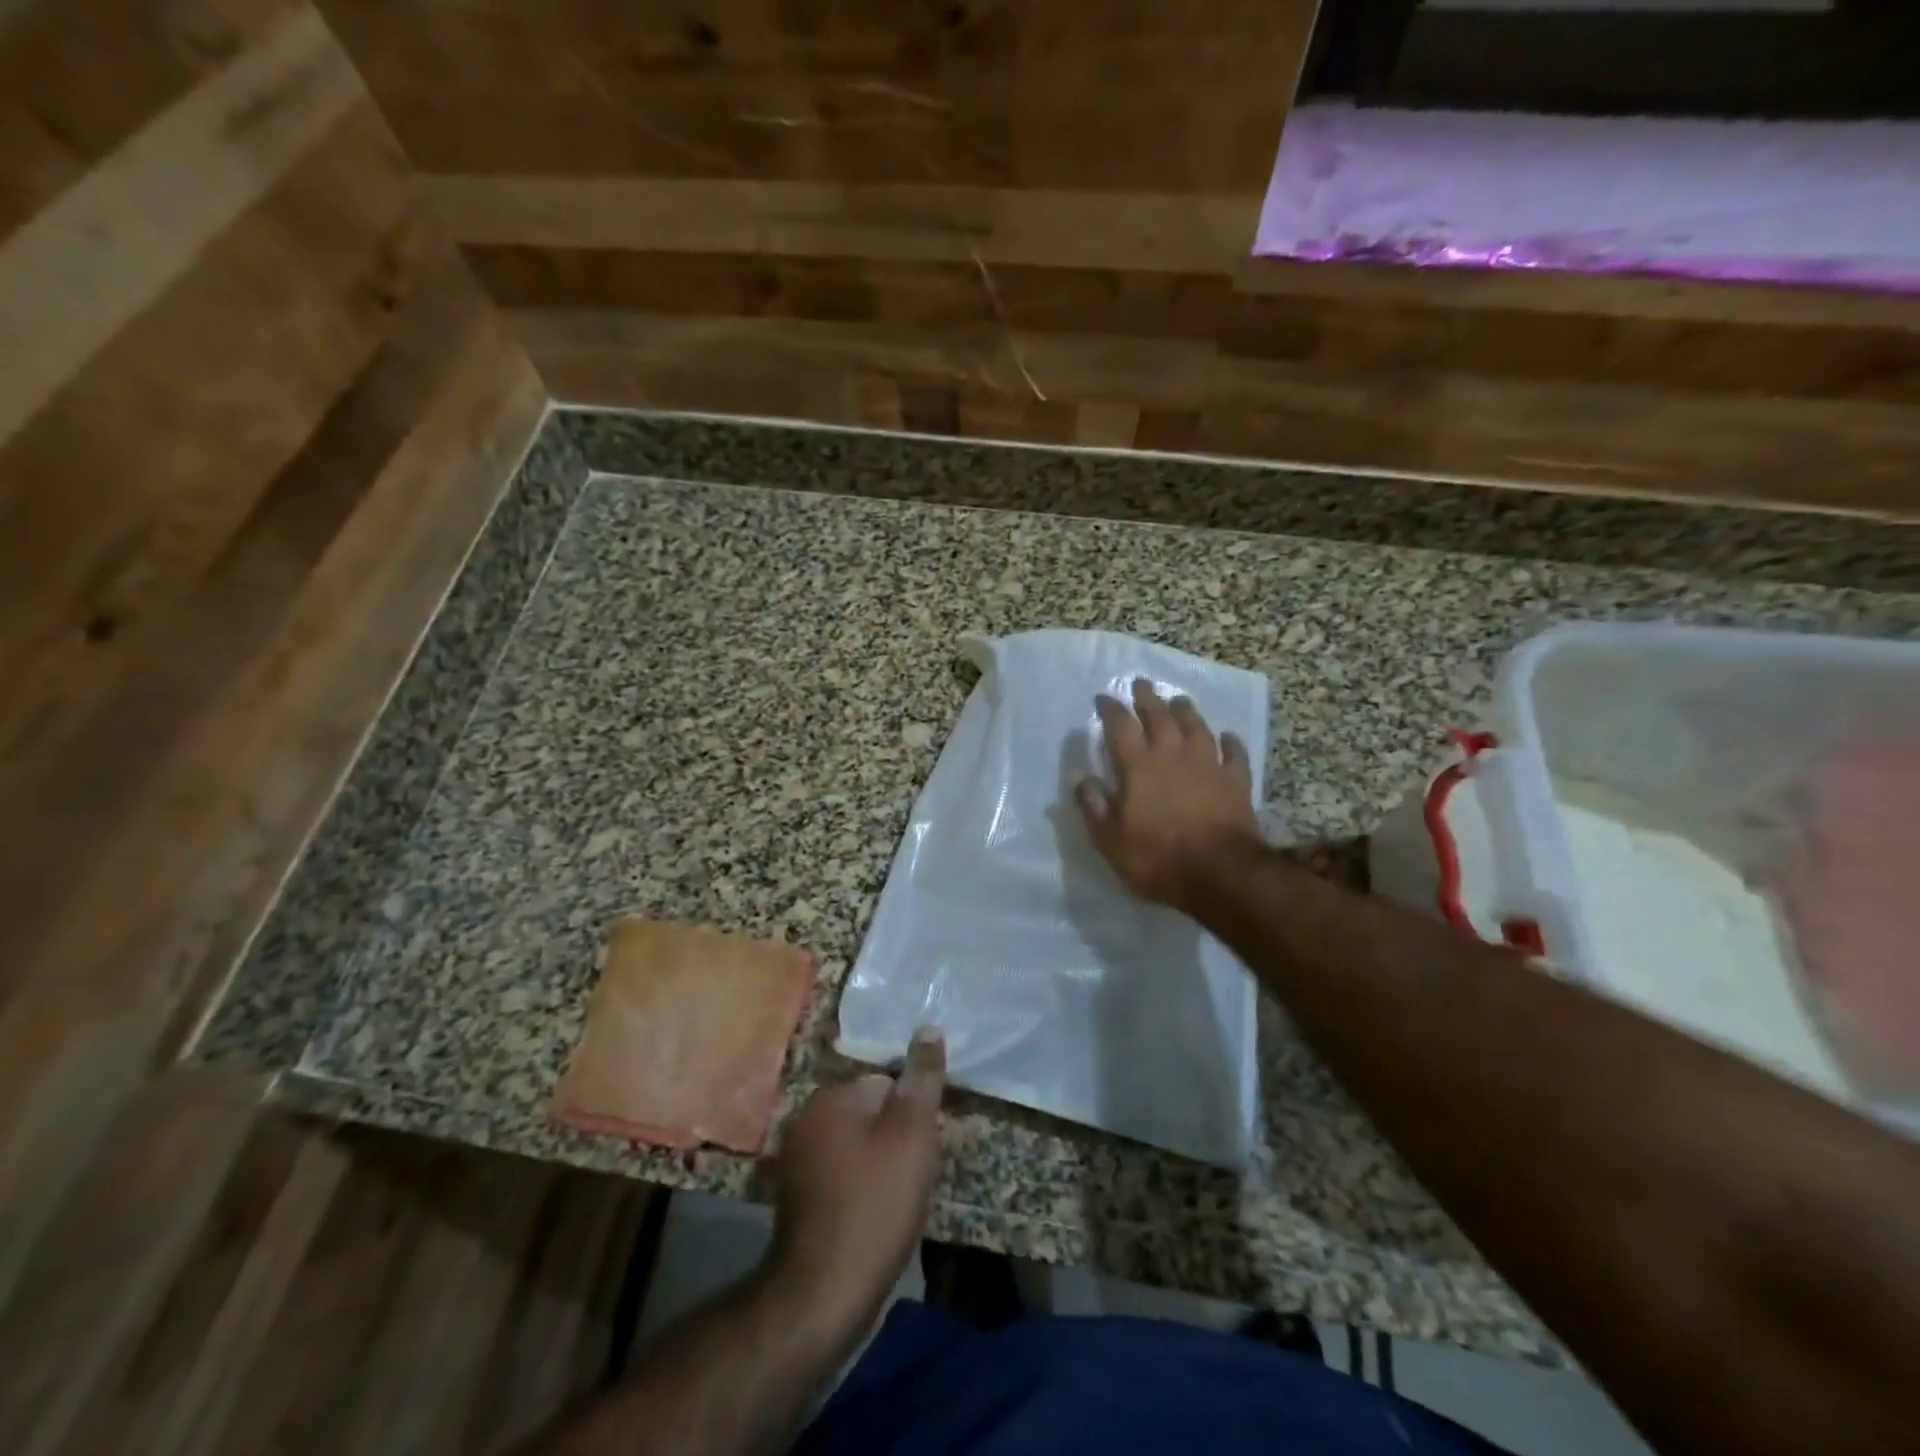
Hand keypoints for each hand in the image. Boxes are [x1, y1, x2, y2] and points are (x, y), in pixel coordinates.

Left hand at [768, 1027, 945, 1327]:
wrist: (824, 1293)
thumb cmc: (875, 1203)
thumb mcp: (911, 1134)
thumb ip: (922, 1078)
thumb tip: (928, 1027)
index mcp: (831, 1096)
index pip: (886, 1082)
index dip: (911, 1114)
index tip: (921, 1148)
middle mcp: (806, 1117)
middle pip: (871, 1112)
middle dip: (895, 1138)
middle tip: (911, 1176)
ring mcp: (796, 1158)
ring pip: (858, 1145)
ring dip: (879, 1164)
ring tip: (895, 1199)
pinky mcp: (796, 1196)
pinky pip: (841, 1174)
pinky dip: (859, 1188)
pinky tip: (872, 1216)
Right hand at [1076, 678, 1263, 916]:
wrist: (1221, 873)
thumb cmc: (1158, 859)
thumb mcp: (1111, 841)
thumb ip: (1094, 807)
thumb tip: (1081, 778)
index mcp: (1138, 767)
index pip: (1120, 727)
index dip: (1110, 710)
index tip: (1103, 698)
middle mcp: (1172, 755)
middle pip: (1159, 717)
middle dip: (1147, 698)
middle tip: (1141, 683)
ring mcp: (1208, 765)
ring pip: (1196, 727)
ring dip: (1186, 711)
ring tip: (1179, 700)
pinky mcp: (1236, 781)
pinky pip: (1234, 754)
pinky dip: (1230, 742)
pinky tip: (1227, 736)